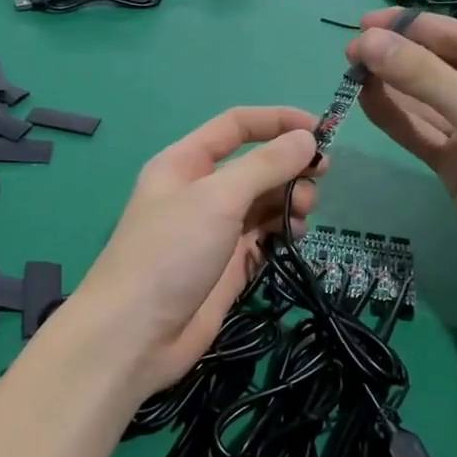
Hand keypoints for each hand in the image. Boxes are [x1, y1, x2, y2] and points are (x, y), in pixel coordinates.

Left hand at [55, 107, 323, 399]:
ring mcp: (215, 230)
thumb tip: (307, 138)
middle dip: (289, 166)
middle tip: (320, 178)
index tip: (321, 130)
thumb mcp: (217, 198)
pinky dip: (282, 231)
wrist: (135, 335)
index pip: (236, 126)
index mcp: (185, 163)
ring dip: (289, 199)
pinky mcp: (228, 265)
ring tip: (302, 214)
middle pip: (255, 164)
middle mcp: (200, 191)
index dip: (278, 121)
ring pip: (263, 201)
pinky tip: (293, 237)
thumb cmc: (170, 253)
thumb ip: (265, 166)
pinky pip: (264, 236)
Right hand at [347, 9, 456, 280]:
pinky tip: (366, 102)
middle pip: (437, 68)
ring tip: (350, 74)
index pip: (456, 37)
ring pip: (423, 102)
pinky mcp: (456, 165)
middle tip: (349, 53)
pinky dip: (394, 119)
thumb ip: (424, 77)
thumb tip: (367, 42)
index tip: (363, 23)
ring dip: (390, 87)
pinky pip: (420, 134)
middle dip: (396, 58)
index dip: (410, 28)